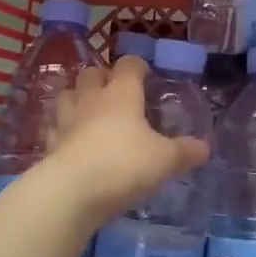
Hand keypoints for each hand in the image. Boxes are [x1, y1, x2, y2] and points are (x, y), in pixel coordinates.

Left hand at [45, 57, 209, 224]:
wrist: (72, 191)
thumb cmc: (124, 164)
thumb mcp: (165, 160)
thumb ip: (185, 152)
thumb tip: (205, 147)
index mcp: (121, 94)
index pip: (128, 65)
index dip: (138, 66)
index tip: (146, 75)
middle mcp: (92, 100)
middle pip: (91, 73)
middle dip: (102, 77)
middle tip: (116, 92)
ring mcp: (66, 120)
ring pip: (67, 95)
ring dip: (77, 97)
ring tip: (90, 110)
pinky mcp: (50, 144)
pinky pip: (55, 127)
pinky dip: (63, 129)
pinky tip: (71, 139)